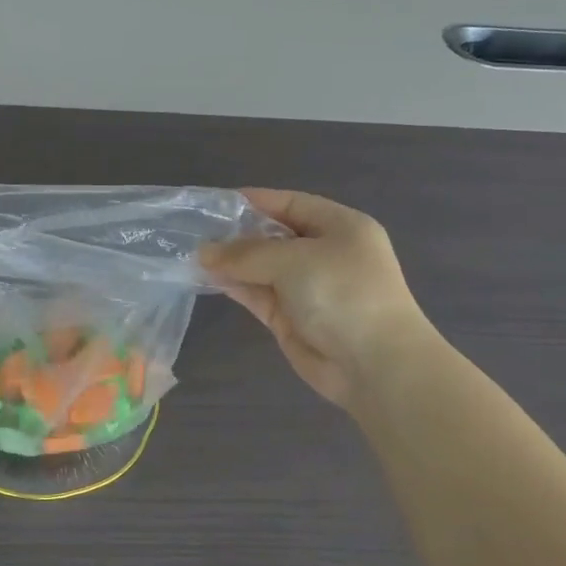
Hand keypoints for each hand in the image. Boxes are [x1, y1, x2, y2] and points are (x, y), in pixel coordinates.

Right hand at [200, 189, 425, 409]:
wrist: (374, 365)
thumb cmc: (343, 294)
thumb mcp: (294, 261)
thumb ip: (246, 254)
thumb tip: (203, 252)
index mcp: (340, 227)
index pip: (291, 204)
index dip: (255, 201)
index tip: (215, 202)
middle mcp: (324, 254)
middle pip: (273, 236)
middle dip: (237, 233)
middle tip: (195, 230)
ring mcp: (307, 288)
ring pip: (261, 267)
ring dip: (231, 262)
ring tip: (191, 253)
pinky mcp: (290, 317)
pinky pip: (257, 293)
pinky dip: (234, 285)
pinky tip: (206, 277)